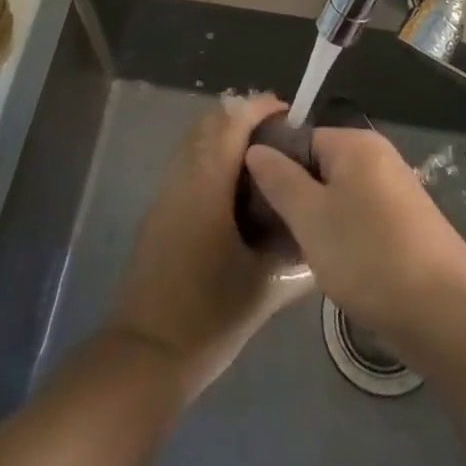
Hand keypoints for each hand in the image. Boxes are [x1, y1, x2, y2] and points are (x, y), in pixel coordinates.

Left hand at [106, 94, 313, 397]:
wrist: (144, 358)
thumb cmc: (208, 318)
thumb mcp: (264, 286)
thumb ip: (295, 250)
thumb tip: (320, 227)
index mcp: (207, 185)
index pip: (232, 122)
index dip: (260, 108)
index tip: (290, 114)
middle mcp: (183, 178)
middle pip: (210, 123)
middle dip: (244, 118)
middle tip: (281, 136)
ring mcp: (166, 194)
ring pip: (195, 142)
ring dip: (226, 137)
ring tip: (264, 160)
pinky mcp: (158, 213)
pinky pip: (188, 164)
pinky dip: (212, 158)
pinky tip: (237, 192)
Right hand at [243, 126, 465, 352]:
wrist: (445, 311)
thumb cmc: (369, 255)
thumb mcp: (311, 218)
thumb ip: (280, 180)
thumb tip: (257, 149)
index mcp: (355, 143)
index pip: (300, 139)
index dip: (274, 168)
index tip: (254, 205)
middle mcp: (377, 157)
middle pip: (319, 166)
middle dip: (295, 198)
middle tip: (274, 235)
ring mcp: (394, 191)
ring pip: (338, 196)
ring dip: (317, 222)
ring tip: (297, 255)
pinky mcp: (404, 225)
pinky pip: (359, 218)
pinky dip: (342, 237)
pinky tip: (331, 267)